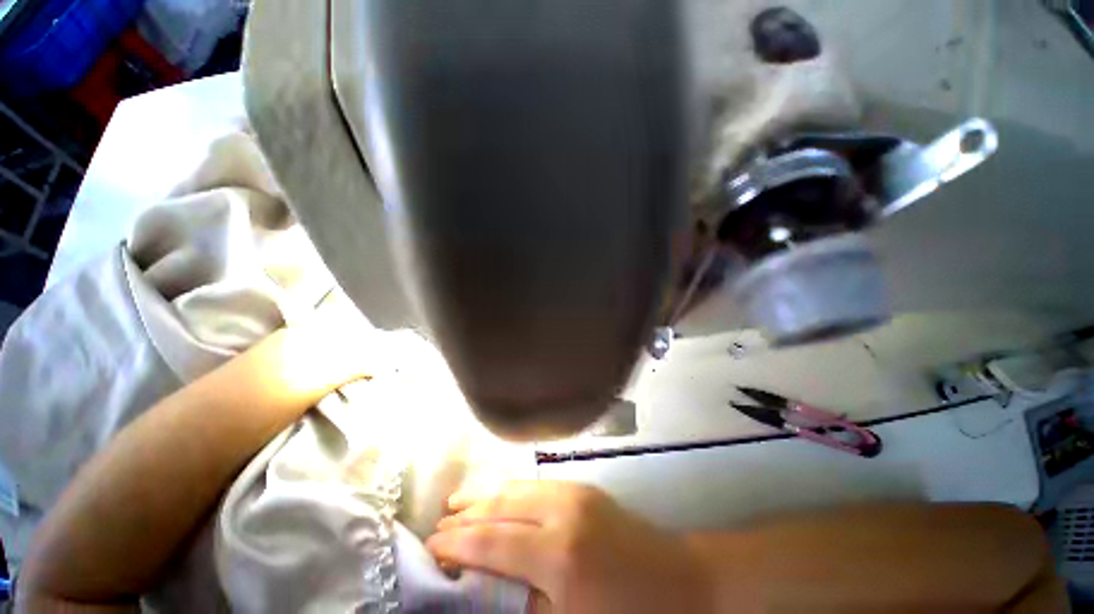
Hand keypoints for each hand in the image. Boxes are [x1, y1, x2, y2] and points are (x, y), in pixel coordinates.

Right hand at [427, 481, 712, 613]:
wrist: (682, 581)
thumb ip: (523, 606)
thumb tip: (483, 590)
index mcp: (558, 553)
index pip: (492, 541)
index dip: (459, 542)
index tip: (433, 544)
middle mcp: (562, 511)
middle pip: (502, 505)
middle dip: (467, 513)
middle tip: (440, 522)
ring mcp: (575, 492)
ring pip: (518, 487)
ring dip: (487, 494)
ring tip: (460, 501)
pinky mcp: (584, 487)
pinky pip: (538, 483)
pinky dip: (512, 489)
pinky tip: (501, 494)